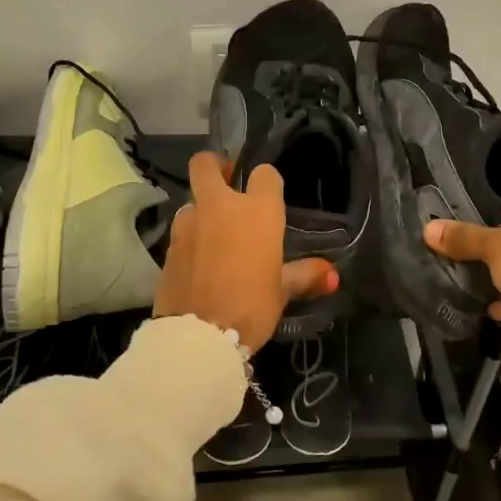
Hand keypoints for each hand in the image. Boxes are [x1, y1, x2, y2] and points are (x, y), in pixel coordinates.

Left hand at [153, 151, 337, 350]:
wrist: (198, 336)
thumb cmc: (250, 306)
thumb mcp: (282, 292)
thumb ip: (305, 275)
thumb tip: (333, 276)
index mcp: (256, 211)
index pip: (264, 174)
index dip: (267, 182)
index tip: (269, 196)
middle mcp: (219, 207)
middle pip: (206, 164)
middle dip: (216, 166)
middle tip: (227, 183)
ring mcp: (188, 224)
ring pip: (192, 199)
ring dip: (202, 209)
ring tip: (215, 234)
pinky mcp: (167, 246)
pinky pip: (182, 231)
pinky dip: (191, 237)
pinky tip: (200, 260)